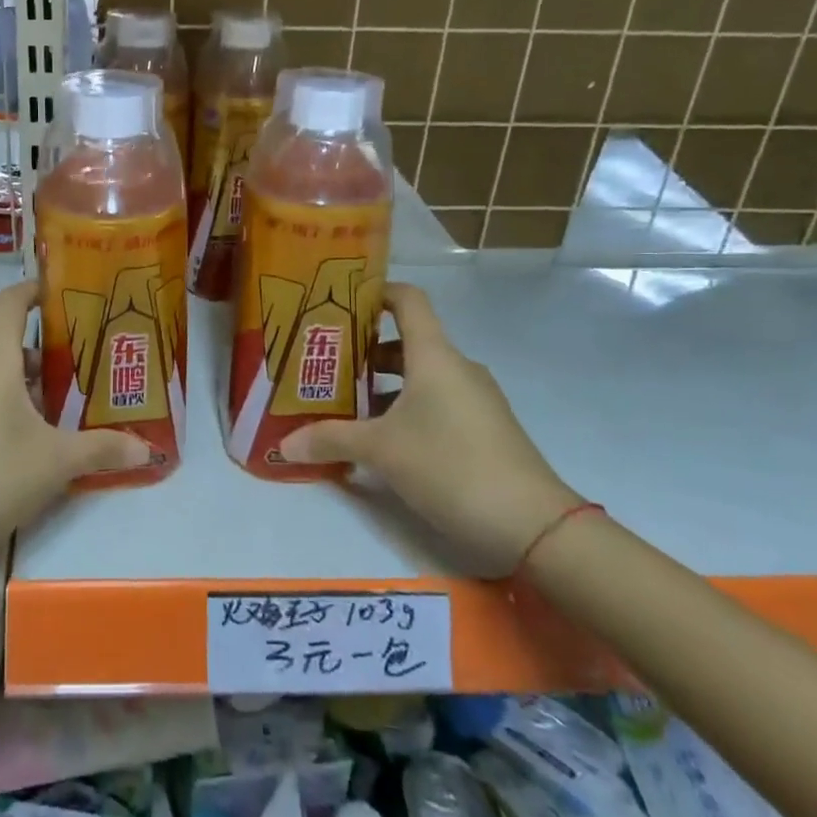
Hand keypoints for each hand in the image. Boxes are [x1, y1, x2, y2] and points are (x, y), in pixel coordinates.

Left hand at [0, 280, 147, 578]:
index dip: (35, 291)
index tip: (63, 294)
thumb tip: (147, 448)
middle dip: (48, 362)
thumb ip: (102, 450)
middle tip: (87, 380)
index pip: (11, 304)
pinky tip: (27, 449)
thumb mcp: (54, 464)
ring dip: (27, 392)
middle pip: (9, 348)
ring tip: (65, 418)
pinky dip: (3, 412)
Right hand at [280, 282, 582, 576]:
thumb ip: (330, 440)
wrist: (532, 524)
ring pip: (421, 376)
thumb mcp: (381, 451)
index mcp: (434, 356)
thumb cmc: (450, 465)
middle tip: (326, 365)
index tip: (341, 302)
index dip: (376, 292)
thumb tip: (284, 444)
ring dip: (384, 386)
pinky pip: (436, 402)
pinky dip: (406, 408)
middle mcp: (457, 368)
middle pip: (407, 342)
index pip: (407, 300)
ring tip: (346, 407)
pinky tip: (382, 439)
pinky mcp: (483, 428)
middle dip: (365, 352)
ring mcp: (475, 399)